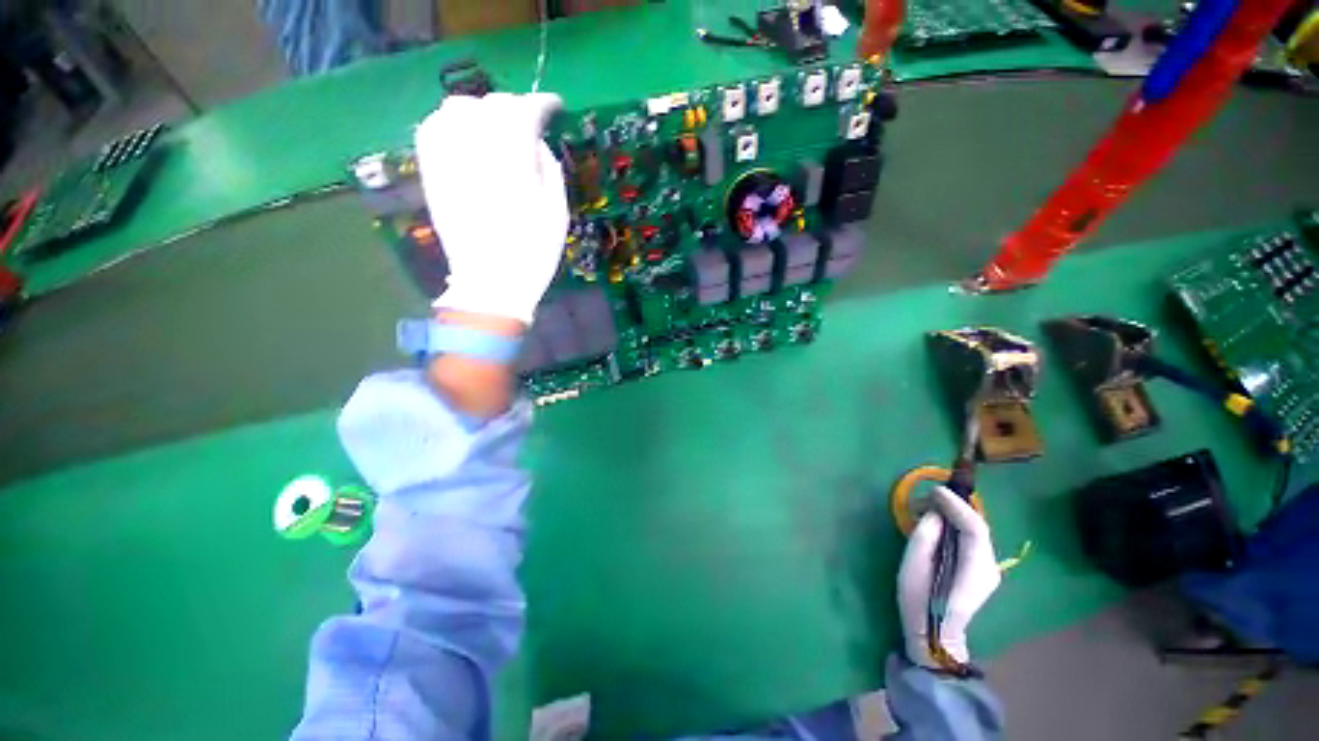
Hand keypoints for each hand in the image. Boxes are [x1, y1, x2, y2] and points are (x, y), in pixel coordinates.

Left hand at [415, 92, 568, 324]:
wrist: (492, 282)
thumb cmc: (534, 252)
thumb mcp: (557, 211)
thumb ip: (548, 166)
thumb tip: (536, 141)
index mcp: (512, 161)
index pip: (522, 109)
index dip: (541, 102)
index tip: (554, 107)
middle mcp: (474, 149)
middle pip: (490, 104)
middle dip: (513, 107)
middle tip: (529, 123)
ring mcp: (446, 159)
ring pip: (457, 109)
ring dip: (481, 111)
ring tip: (497, 130)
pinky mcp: (430, 172)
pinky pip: (432, 129)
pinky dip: (451, 123)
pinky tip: (467, 138)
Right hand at [897, 486, 1000, 668]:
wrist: (935, 635)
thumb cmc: (921, 601)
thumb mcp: (914, 568)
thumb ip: (925, 537)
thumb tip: (933, 514)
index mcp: (976, 569)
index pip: (974, 528)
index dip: (956, 505)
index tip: (934, 490)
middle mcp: (990, 566)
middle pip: (976, 526)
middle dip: (952, 506)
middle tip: (925, 497)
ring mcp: (988, 569)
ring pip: (974, 531)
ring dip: (952, 514)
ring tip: (926, 507)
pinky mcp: (980, 569)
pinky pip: (969, 538)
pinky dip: (954, 525)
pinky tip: (936, 522)